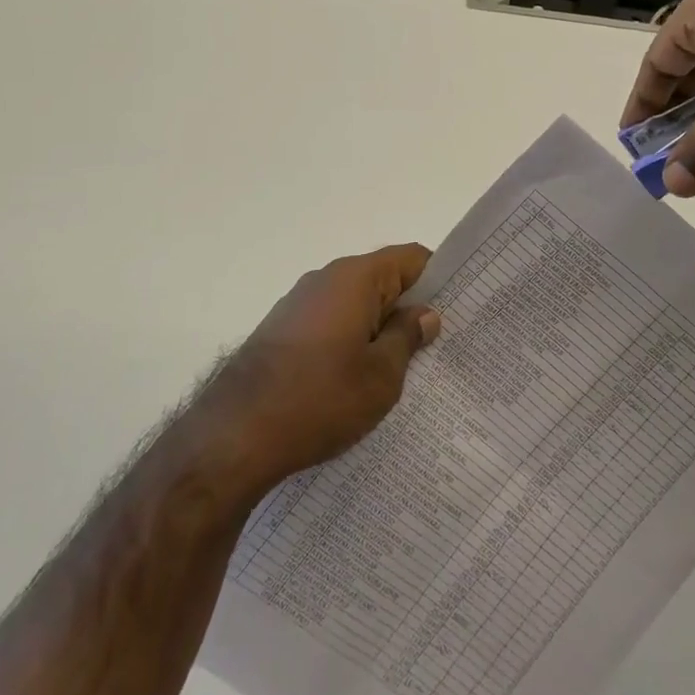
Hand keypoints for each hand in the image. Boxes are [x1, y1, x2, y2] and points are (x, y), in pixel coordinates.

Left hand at [194, 244, 439, 495]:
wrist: (233, 435)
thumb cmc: (319, 399)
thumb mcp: (381, 376)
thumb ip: (407, 337)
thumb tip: (425, 313)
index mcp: (356, 278)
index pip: (411, 258)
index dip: (439, 279)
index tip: (461, 308)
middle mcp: (326, 279)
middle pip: (383, 280)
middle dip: (411, 308)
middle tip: (441, 346)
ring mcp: (299, 304)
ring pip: (356, 305)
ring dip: (380, 329)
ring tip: (405, 370)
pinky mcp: (281, 331)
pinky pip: (330, 324)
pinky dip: (351, 342)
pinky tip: (359, 381)